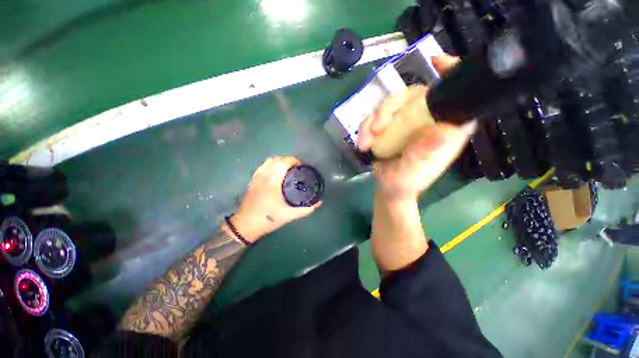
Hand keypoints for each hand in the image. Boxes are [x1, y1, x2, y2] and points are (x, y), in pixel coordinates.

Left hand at [228, 157, 321, 242]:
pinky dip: (271, 165)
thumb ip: (305, 209)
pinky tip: (276, 173)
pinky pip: (262, 166)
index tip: (301, 166)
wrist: (245, 225)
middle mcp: (263, 176)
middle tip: (296, 168)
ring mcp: (256, 177)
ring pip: (267, 161)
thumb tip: (319, 202)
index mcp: (272, 182)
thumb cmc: (268, 219)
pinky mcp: (252, 181)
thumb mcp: (289, 215)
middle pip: (275, 159)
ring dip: (279, 161)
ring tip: (287, 169)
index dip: (293, 161)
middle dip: (287, 160)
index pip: (283, 162)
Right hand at [357, 54, 475, 201]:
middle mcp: (427, 120)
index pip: (457, 96)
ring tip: (366, 142)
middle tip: (376, 128)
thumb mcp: (414, 172)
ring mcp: (407, 123)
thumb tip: (441, 130)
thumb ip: (425, 154)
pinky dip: (366, 129)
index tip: (437, 62)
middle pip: (413, 95)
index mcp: (444, 129)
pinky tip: (363, 143)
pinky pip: (376, 117)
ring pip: (391, 105)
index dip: (451, 75)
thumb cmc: (406, 183)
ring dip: (373, 121)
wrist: (389, 188)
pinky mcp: (391, 127)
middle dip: (390, 109)